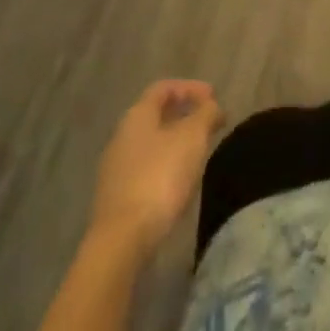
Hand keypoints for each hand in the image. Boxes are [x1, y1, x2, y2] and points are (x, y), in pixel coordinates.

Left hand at [89, 80, 223, 253]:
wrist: (121, 242)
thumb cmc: (159, 178)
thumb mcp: (193, 138)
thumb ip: (206, 114)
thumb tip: (212, 106)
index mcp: (137, 115)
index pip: (164, 88)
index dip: (190, 88)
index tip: (214, 98)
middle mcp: (122, 135)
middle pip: (156, 116)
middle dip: (184, 116)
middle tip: (209, 124)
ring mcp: (115, 169)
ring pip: (151, 144)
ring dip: (175, 143)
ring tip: (198, 154)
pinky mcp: (116, 199)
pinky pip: (145, 170)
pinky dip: (165, 167)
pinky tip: (179, 183)